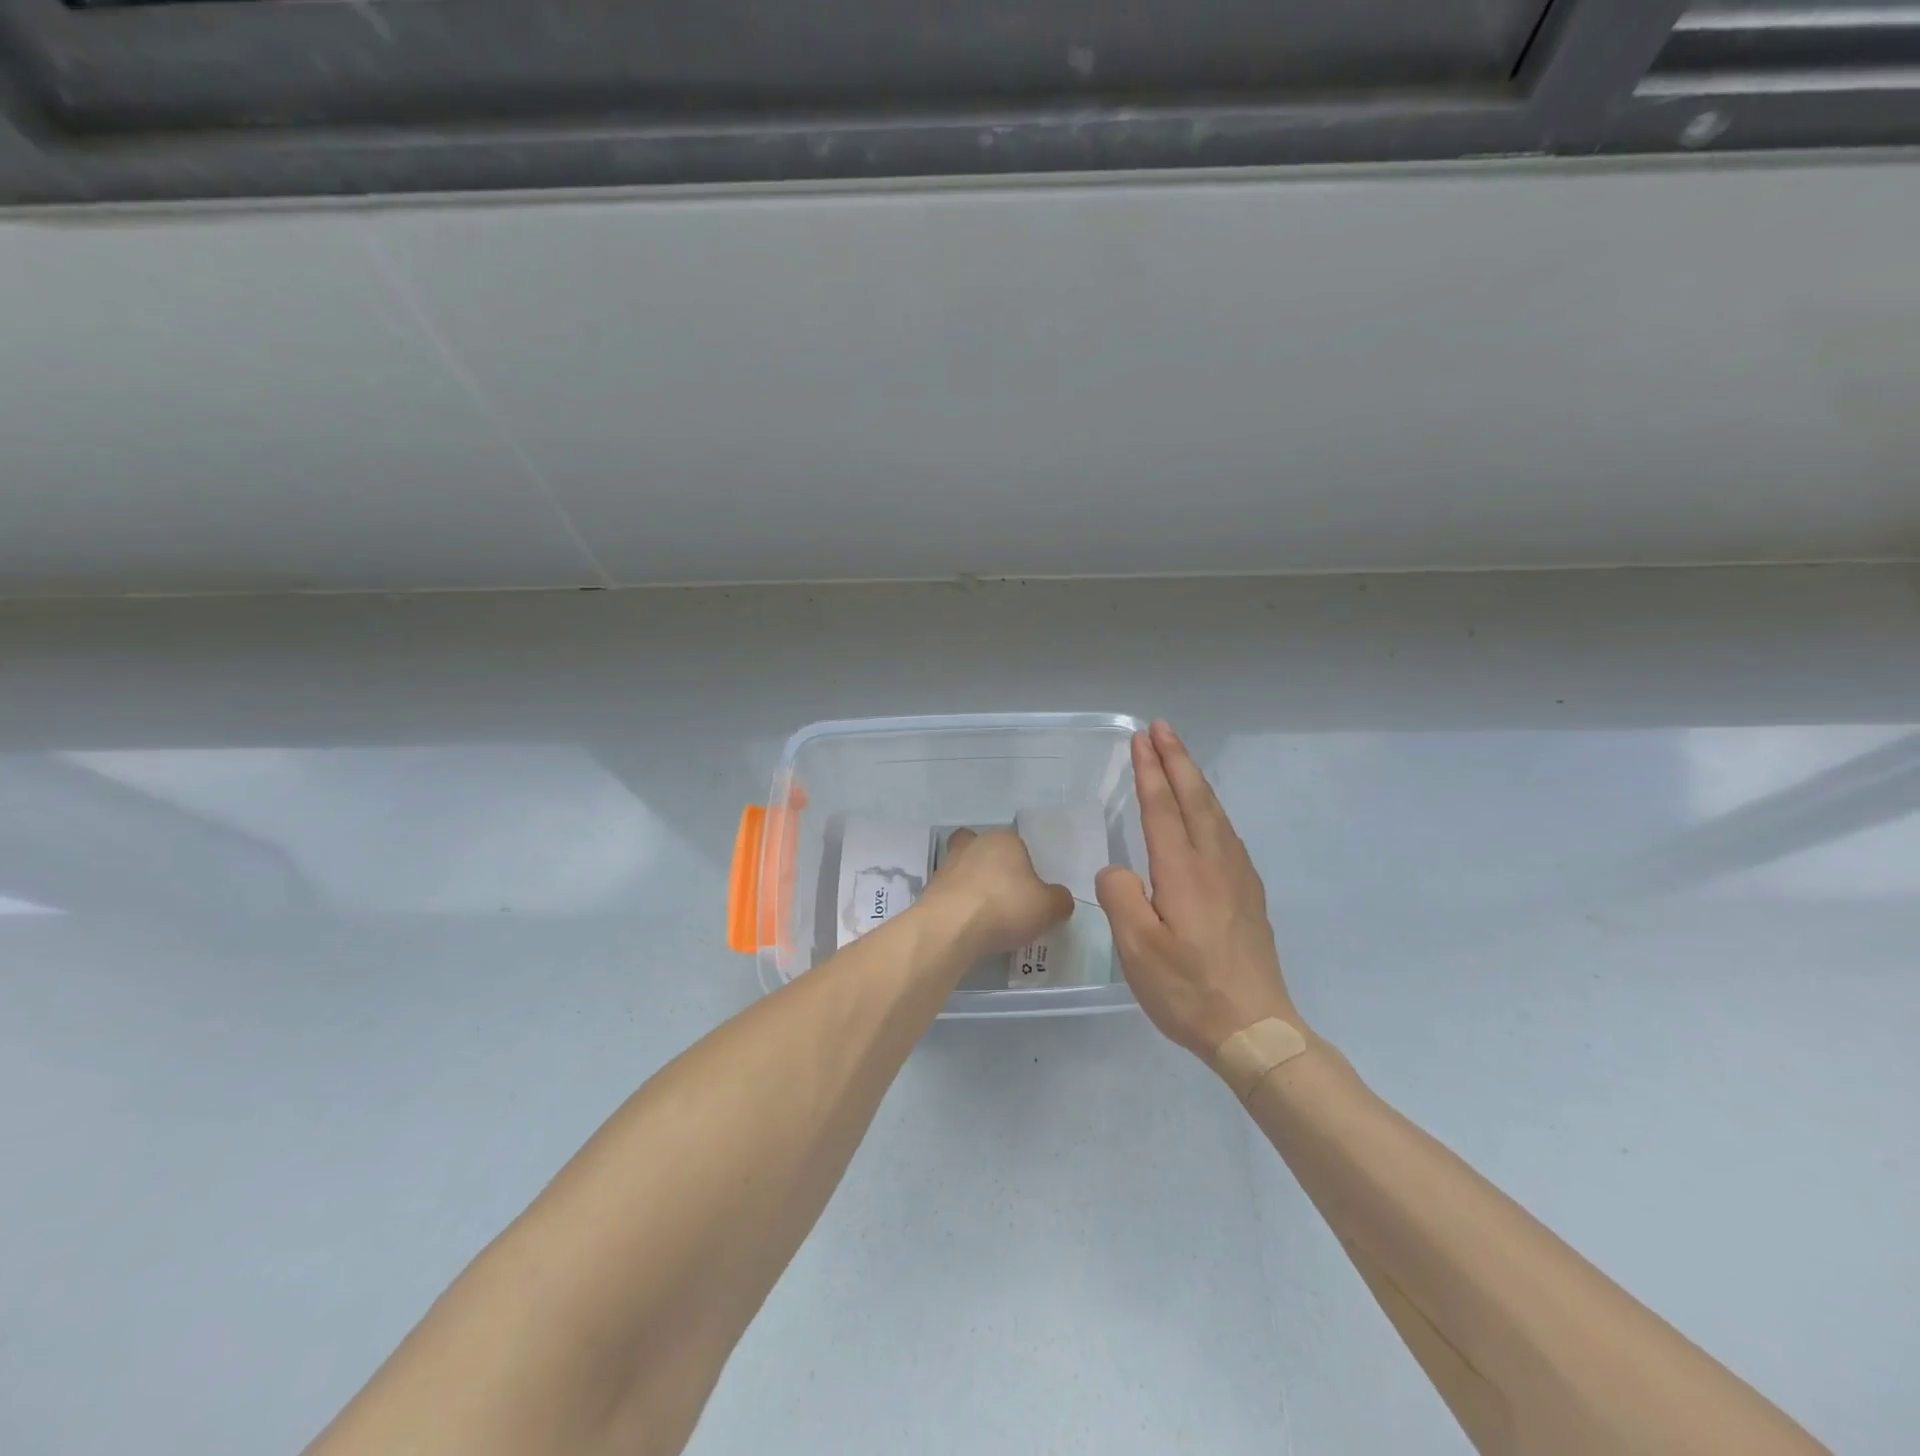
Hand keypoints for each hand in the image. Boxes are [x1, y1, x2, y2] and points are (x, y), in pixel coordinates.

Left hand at [919, 828, 1073, 955]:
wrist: (950, 928)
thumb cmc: (1005, 906)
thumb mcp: (1049, 908)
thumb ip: (1059, 900)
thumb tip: (1058, 899)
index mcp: (1003, 839)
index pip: (1017, 844)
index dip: (1024, 866)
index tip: (1030, 891)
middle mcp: (973, 844)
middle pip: (985, 851)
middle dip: (993, 869)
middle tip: (1006, 897)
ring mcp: (947, 865)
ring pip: (964, 871)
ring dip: (973, 889)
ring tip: (988, 918)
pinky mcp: (930, 890)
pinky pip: (951, 894)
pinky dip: (960, 907)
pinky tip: (970, 927)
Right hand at [1096, 721, 1300, 1058]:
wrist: (1256, 1028)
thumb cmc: (1188, 990)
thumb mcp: (1137, 950)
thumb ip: (1121, 898)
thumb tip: (1117, 869)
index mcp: (1183, 872)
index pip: (1162, 808)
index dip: (1150, 771)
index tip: (1141, 739)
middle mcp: (1214, 864)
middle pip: (1195, 799)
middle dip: (1176, 760)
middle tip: (1161, 729)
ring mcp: (1237, 878)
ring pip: (1215, 813)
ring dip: (1195, 779)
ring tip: (1180, 758)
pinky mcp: (1249, 895)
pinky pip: (1227, 833)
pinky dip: (1211, 808)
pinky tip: (1208, 814)